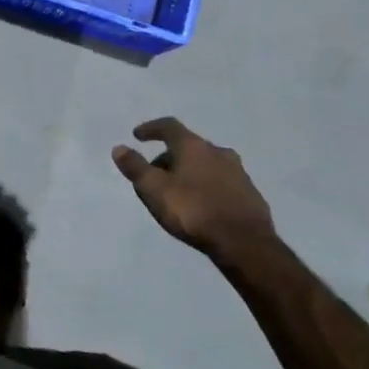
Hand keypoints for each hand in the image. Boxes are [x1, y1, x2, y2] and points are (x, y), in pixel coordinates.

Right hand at [112, 117, 274, 262]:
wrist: (244, 243)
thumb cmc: (193, 211)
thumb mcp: (154, 190)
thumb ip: (135, 167)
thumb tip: (119, 148)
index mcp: (193, 146)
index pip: (169, 126)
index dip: (151, 129)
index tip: (137, 136)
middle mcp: (218, 151)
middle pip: (188, 146)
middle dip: (169, 156)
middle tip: (155, 174)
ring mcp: (237, 172)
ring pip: (206, 164)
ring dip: (190, 172)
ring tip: (178, 192)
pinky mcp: (250, 193)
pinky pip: (221, 182)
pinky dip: (207, 186)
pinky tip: (202, 205)